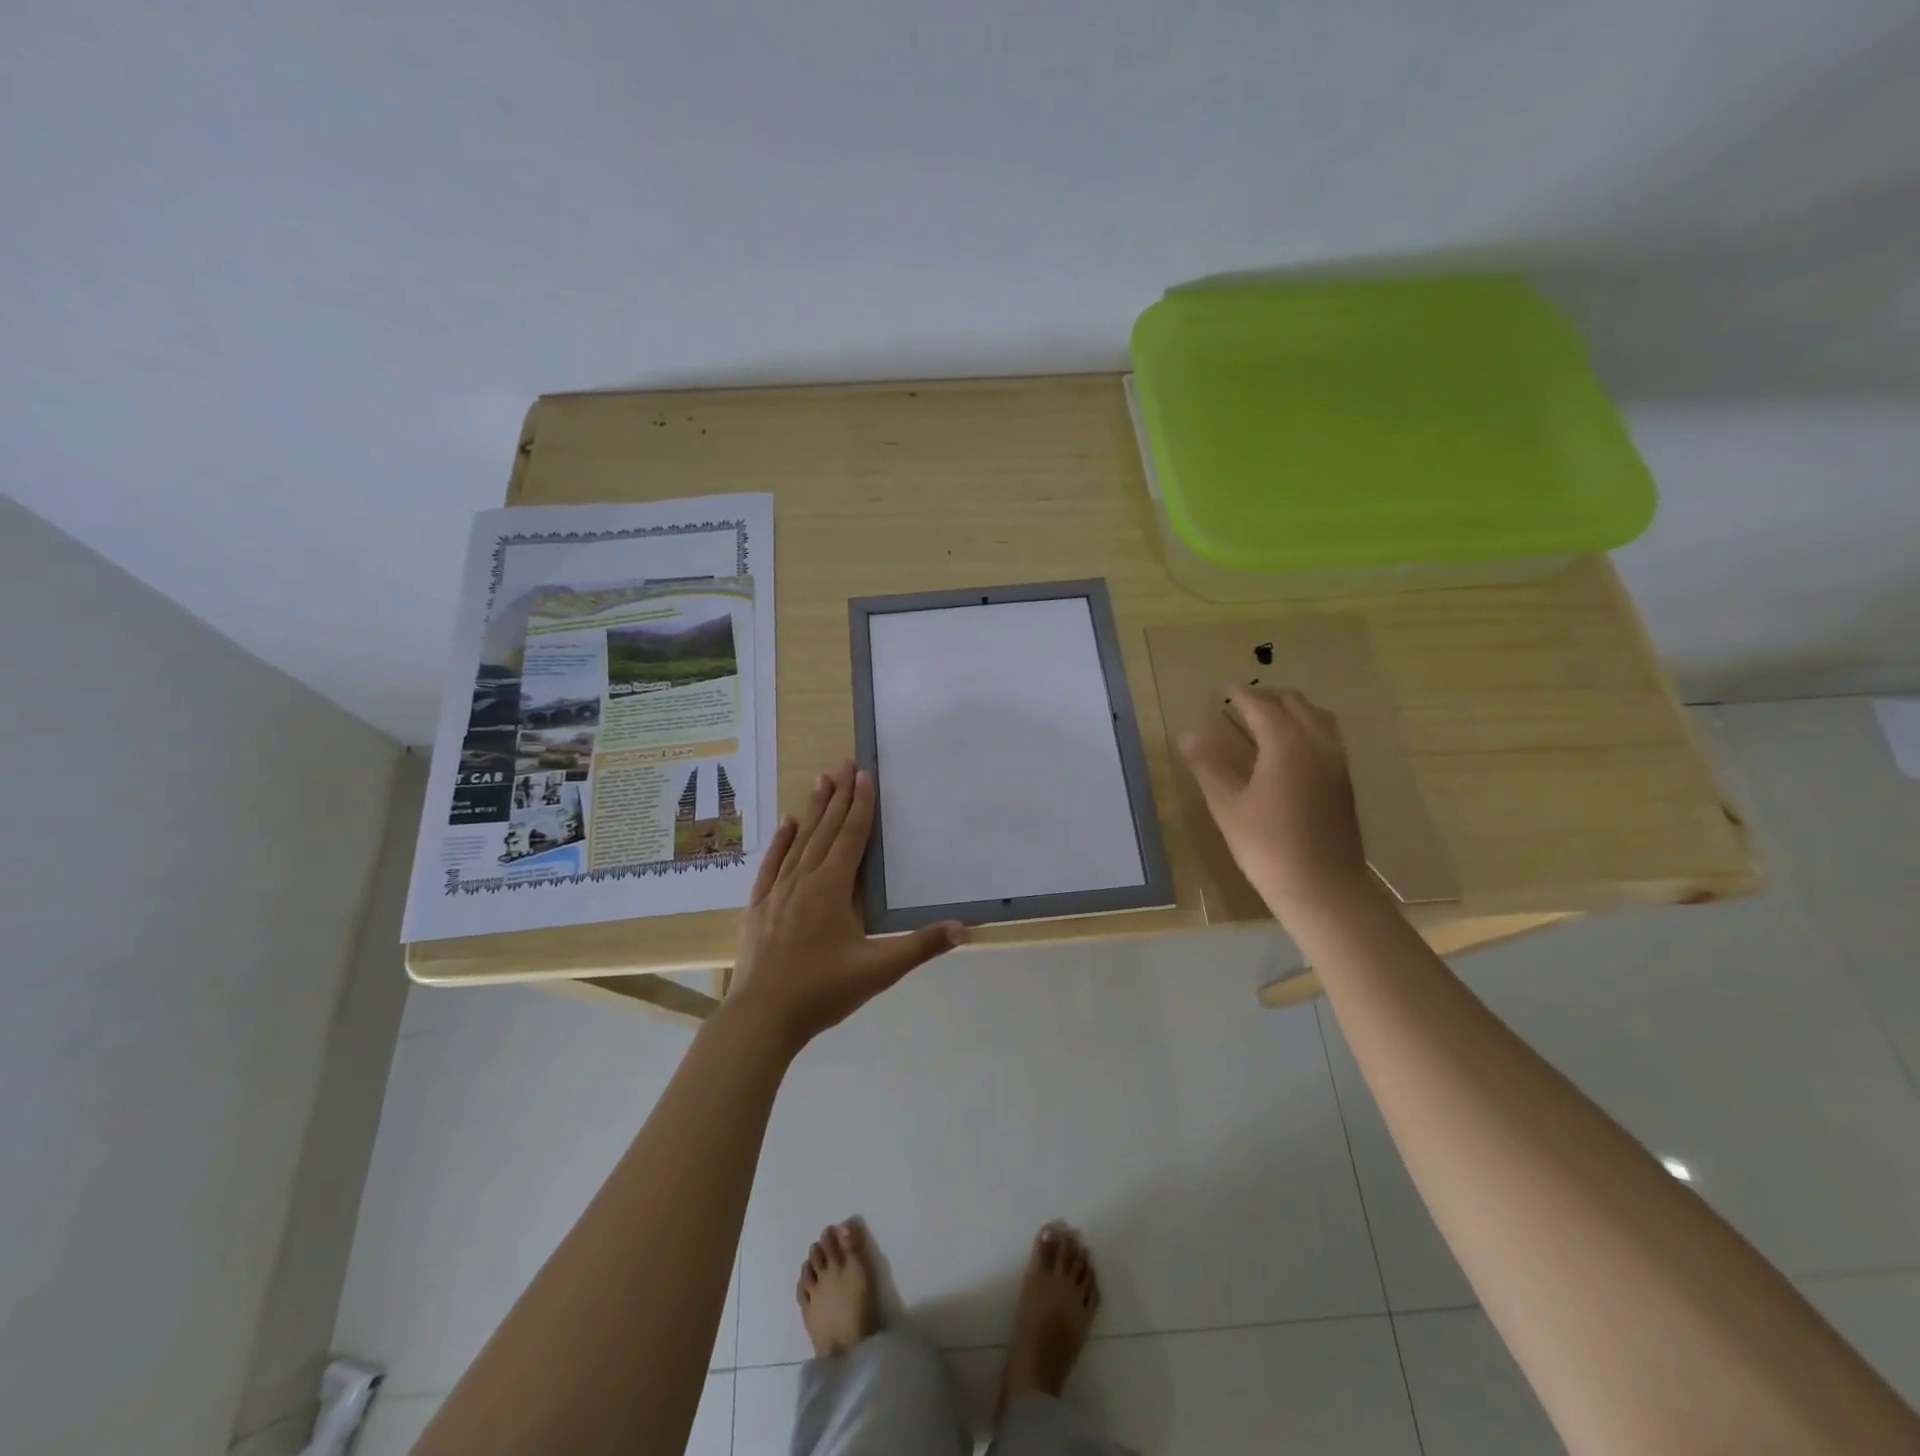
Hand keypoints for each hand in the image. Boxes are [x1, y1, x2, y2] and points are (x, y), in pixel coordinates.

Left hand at [727, 759, 968, 1049]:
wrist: (761, 1018)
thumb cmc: (822, 991)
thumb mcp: (878, 971)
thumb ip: (921, 947)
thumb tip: (965, 928)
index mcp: (833, 889)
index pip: (851, 837)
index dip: (861, 805)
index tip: (865, 774)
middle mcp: (804, 880)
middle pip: (825, 829)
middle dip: (838, 795)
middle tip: (844, 763)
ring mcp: (777, 891)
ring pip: (800, 840)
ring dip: (813, 809)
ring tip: (821, 780)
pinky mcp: (758, 905)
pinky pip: (772, 863)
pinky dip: (781, 841)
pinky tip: (786, 823)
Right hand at [1180, 686, 1371, 917]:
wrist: (1321, 886)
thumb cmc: (1267, 844)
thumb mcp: (1227, 804)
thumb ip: (1208, 765)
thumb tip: (1188, 734)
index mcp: (1286, 744)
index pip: (1261, 706)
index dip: (1240, 695)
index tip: (1222, 689)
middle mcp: (1317, 744)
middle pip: (1296, 704)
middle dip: (1268, 697)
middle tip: (1241, 701)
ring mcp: (1336, 763)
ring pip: (1318, 718)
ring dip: (1292, 710)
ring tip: (1267, 718)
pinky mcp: (1344, 782)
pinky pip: (1328, 738)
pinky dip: (1307, 728)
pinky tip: (1290, 749)